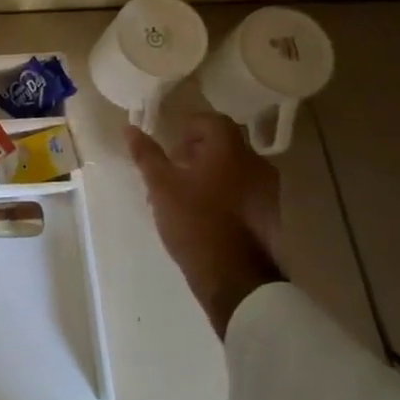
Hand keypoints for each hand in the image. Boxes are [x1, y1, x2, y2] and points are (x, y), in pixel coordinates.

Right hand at [126, 114, 283, 335]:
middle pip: (224, 143)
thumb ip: (147, 155)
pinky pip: (244, 189)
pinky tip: (205, 215)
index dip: (187, 129)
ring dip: (210, 173)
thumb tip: (129, 129)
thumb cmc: (194, 222)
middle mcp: (255, 163)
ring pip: (234, 168)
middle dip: (196, 152)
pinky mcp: (270, 214)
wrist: (235, 278)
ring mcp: (268, 189)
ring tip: (185, 196)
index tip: (171, 151)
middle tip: (173, 172)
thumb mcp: (161, 186)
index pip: (211, 120)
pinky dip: (225, 192)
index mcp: (230, 149)